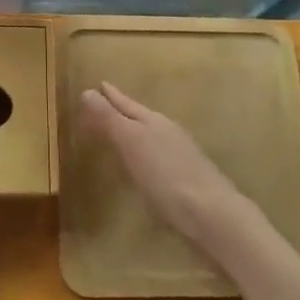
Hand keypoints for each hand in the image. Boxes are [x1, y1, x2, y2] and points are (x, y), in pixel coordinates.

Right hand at [81, 82, 255, 250]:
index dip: (111, 96)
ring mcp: (181, 154)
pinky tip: (145, 164)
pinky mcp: (188, 178)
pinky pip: (161, 155)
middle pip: (141, 116)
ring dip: (136, 130)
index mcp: (153, 121)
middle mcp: (168, 132)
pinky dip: (147, 152)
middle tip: (107, 101)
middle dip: (123, 109)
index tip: (100, 84)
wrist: (213, 214)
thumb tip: (87, 91)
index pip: (127, 103)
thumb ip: (110, 119)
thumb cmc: (166, 176)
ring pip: (153, 134)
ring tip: (123, 131)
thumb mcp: (132, 144)